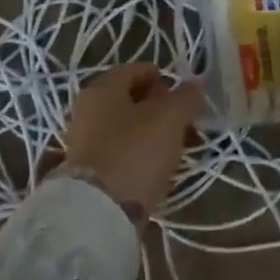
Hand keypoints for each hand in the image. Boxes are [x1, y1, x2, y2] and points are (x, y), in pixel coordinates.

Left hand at [58, 64, 205, 216]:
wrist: (100, 209)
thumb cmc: (135, 150)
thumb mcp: (170, 117)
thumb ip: (186, 97)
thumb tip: (195, 87)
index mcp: (102, 88)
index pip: (136, 70)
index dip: (164, 78)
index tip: (185, 96)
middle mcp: (87, 109)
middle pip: (130, 99)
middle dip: (159, 107)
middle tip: (184, 122)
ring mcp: (84, 140)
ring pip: (126, 127)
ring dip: (152, 132)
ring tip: (176, 147)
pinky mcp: (88, 169)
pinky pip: (120, 151)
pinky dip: (140, 153)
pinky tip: (158, 166)